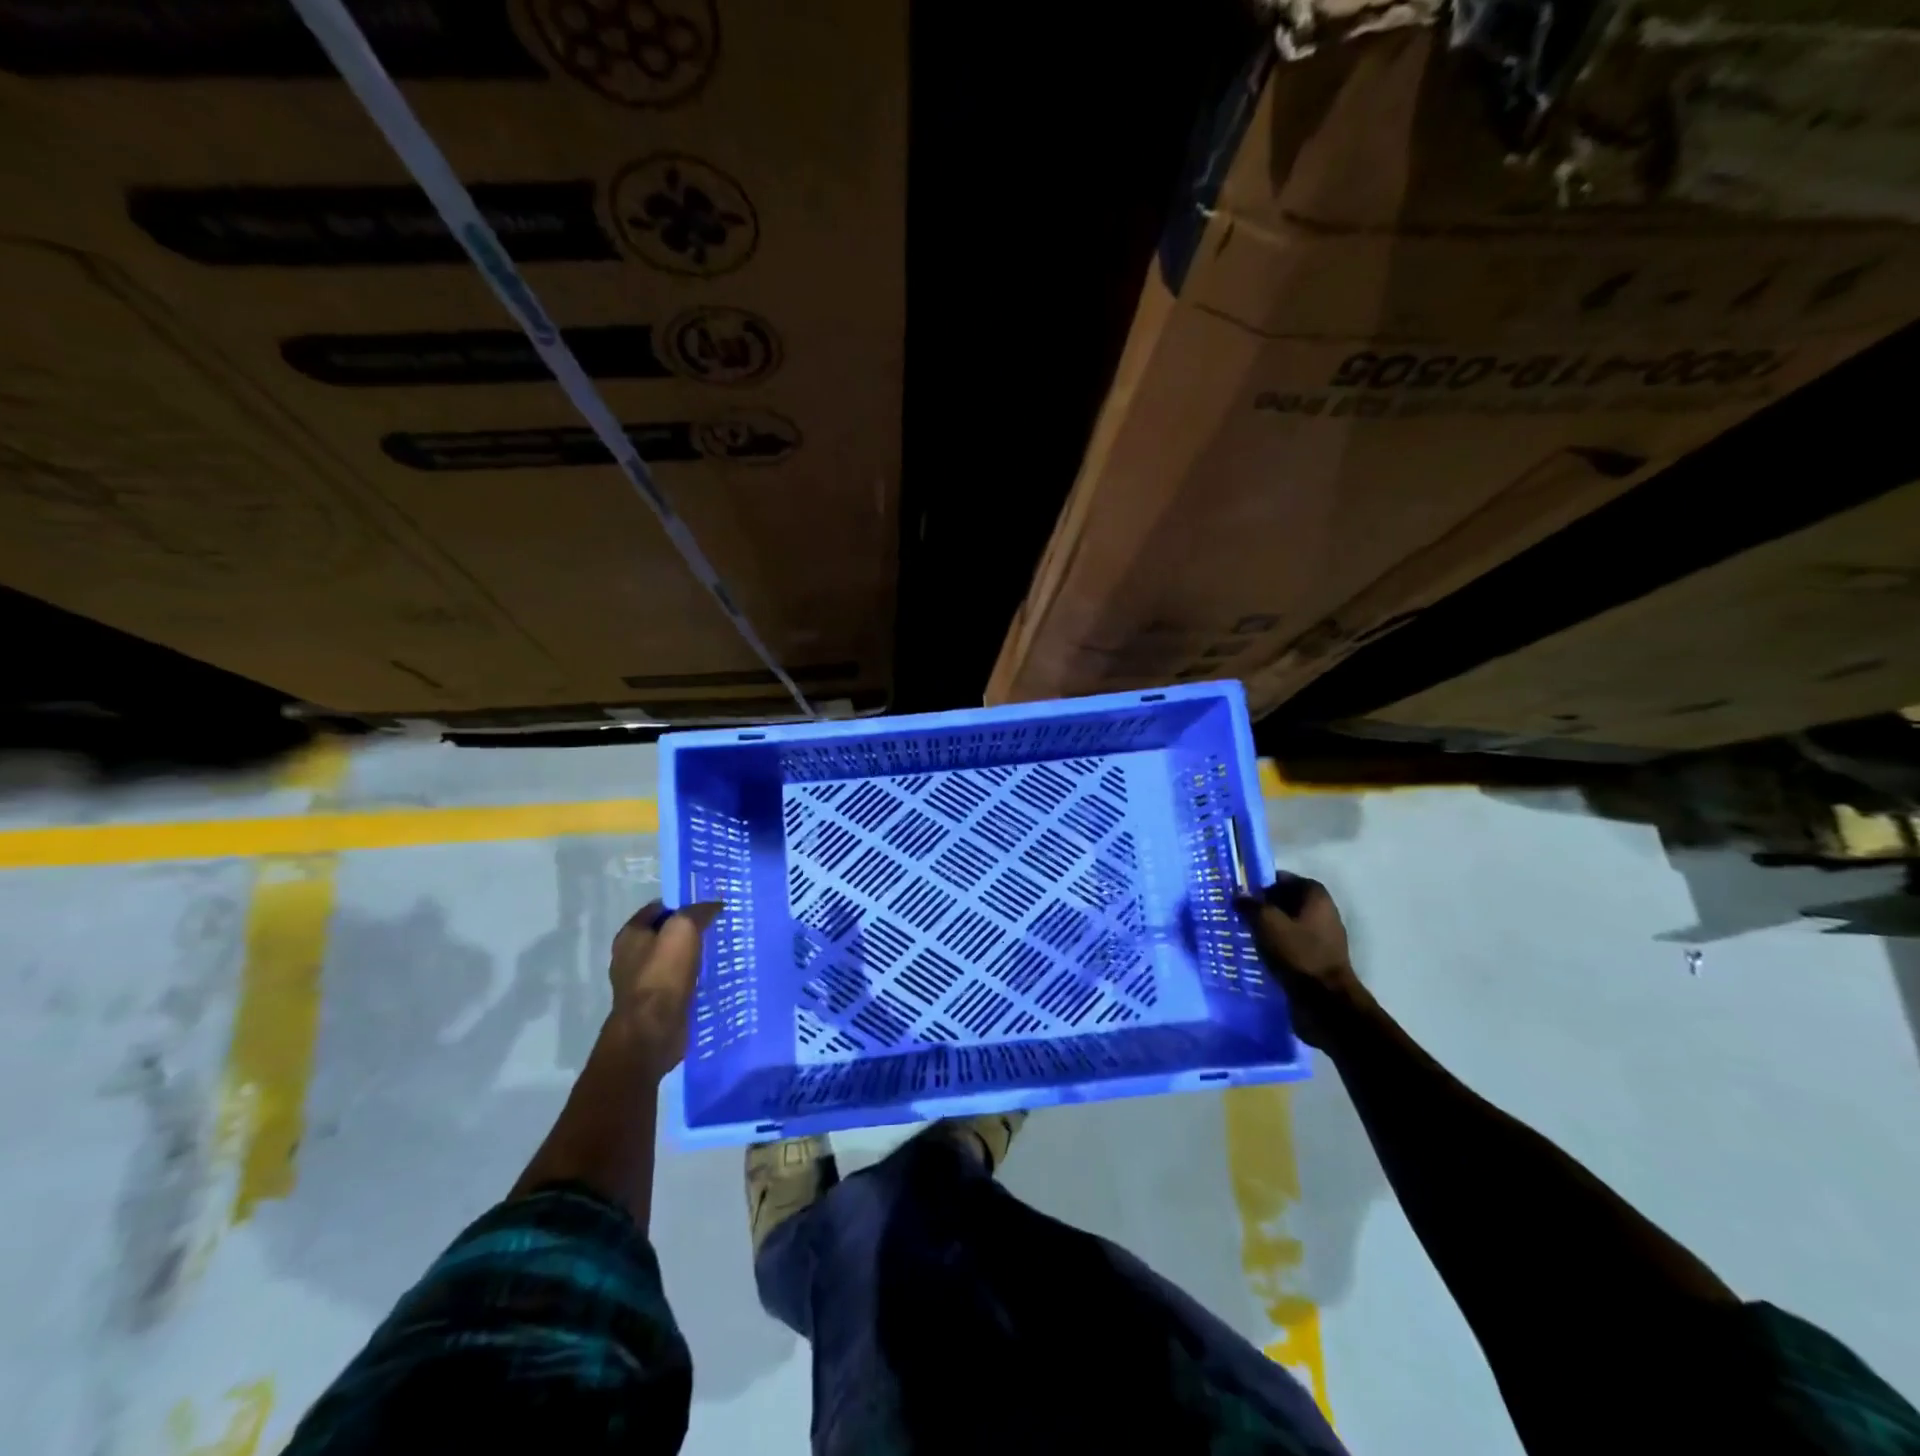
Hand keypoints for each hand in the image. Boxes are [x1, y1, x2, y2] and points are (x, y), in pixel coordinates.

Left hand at [607, 898, 723, 1077]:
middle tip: (716, 929)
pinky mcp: (653, 1004)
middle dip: (688, 931)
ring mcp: (640, 982)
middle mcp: (630, 956)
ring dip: (691, 956)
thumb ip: (698, 912)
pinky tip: (709, 978)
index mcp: (630, 935)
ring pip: (671, 959)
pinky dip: (690, 978)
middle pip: (663, 934)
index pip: (658, 908)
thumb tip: (714, 904)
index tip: (708, 907)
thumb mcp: (683, 930)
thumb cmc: (663, 974)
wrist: (652, 1030)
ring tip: (717, 953)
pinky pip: (675, 982)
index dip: (682, 904)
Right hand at [1234, 874, 1371, 1047]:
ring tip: (1244, 934)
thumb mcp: (1267, 923)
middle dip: (1262, 906)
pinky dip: (1276, 945)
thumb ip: (1250, 905)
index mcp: (1315, 896)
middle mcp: (1323, 912)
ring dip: (1268, 928)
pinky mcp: (1318, 959)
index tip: (1239, 894)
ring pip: (1288, 924)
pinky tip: (1258, 953)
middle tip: (1238, 914)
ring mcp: (1323, 937)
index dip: (1260, 884)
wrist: (1325, 1002)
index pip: (1282, 879)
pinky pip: (1292, 944)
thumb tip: (1239, 895)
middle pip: (1286, 901)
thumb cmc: (1297, 954)